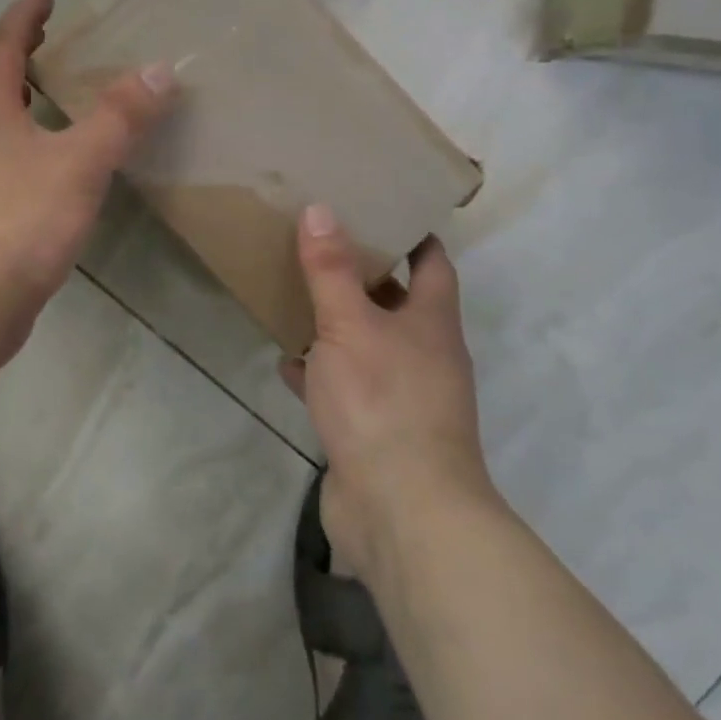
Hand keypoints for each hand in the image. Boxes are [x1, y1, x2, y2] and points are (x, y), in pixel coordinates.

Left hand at [0, 0, 175, 354]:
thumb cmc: (20, 222)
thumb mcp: (79, 163)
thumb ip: (119, 116)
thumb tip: (160, 68)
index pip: (0, 47)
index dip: (22, 17)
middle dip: (21, 55)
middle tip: (55, 40)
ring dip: (24, 100)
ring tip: (61, 97)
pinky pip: (6, 161)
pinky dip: (31, 143)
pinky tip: (57, 166)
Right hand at [281, 206, 495, 580]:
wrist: (401, 511)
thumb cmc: (382, 401)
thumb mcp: (348, 324)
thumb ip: (331, 270)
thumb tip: (320, 209)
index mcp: (432, 322)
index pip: (432, 263)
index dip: (411, 234)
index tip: (379, 208)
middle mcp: (425, 355)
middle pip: (397, 303)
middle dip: (363, 276)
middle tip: (320, 244)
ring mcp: (402, 396)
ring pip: (368, 346)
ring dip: (338, 325)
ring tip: (297, 295)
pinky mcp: (375, 431)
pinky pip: (346, 388)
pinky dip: (320, 373)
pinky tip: (288, 362)